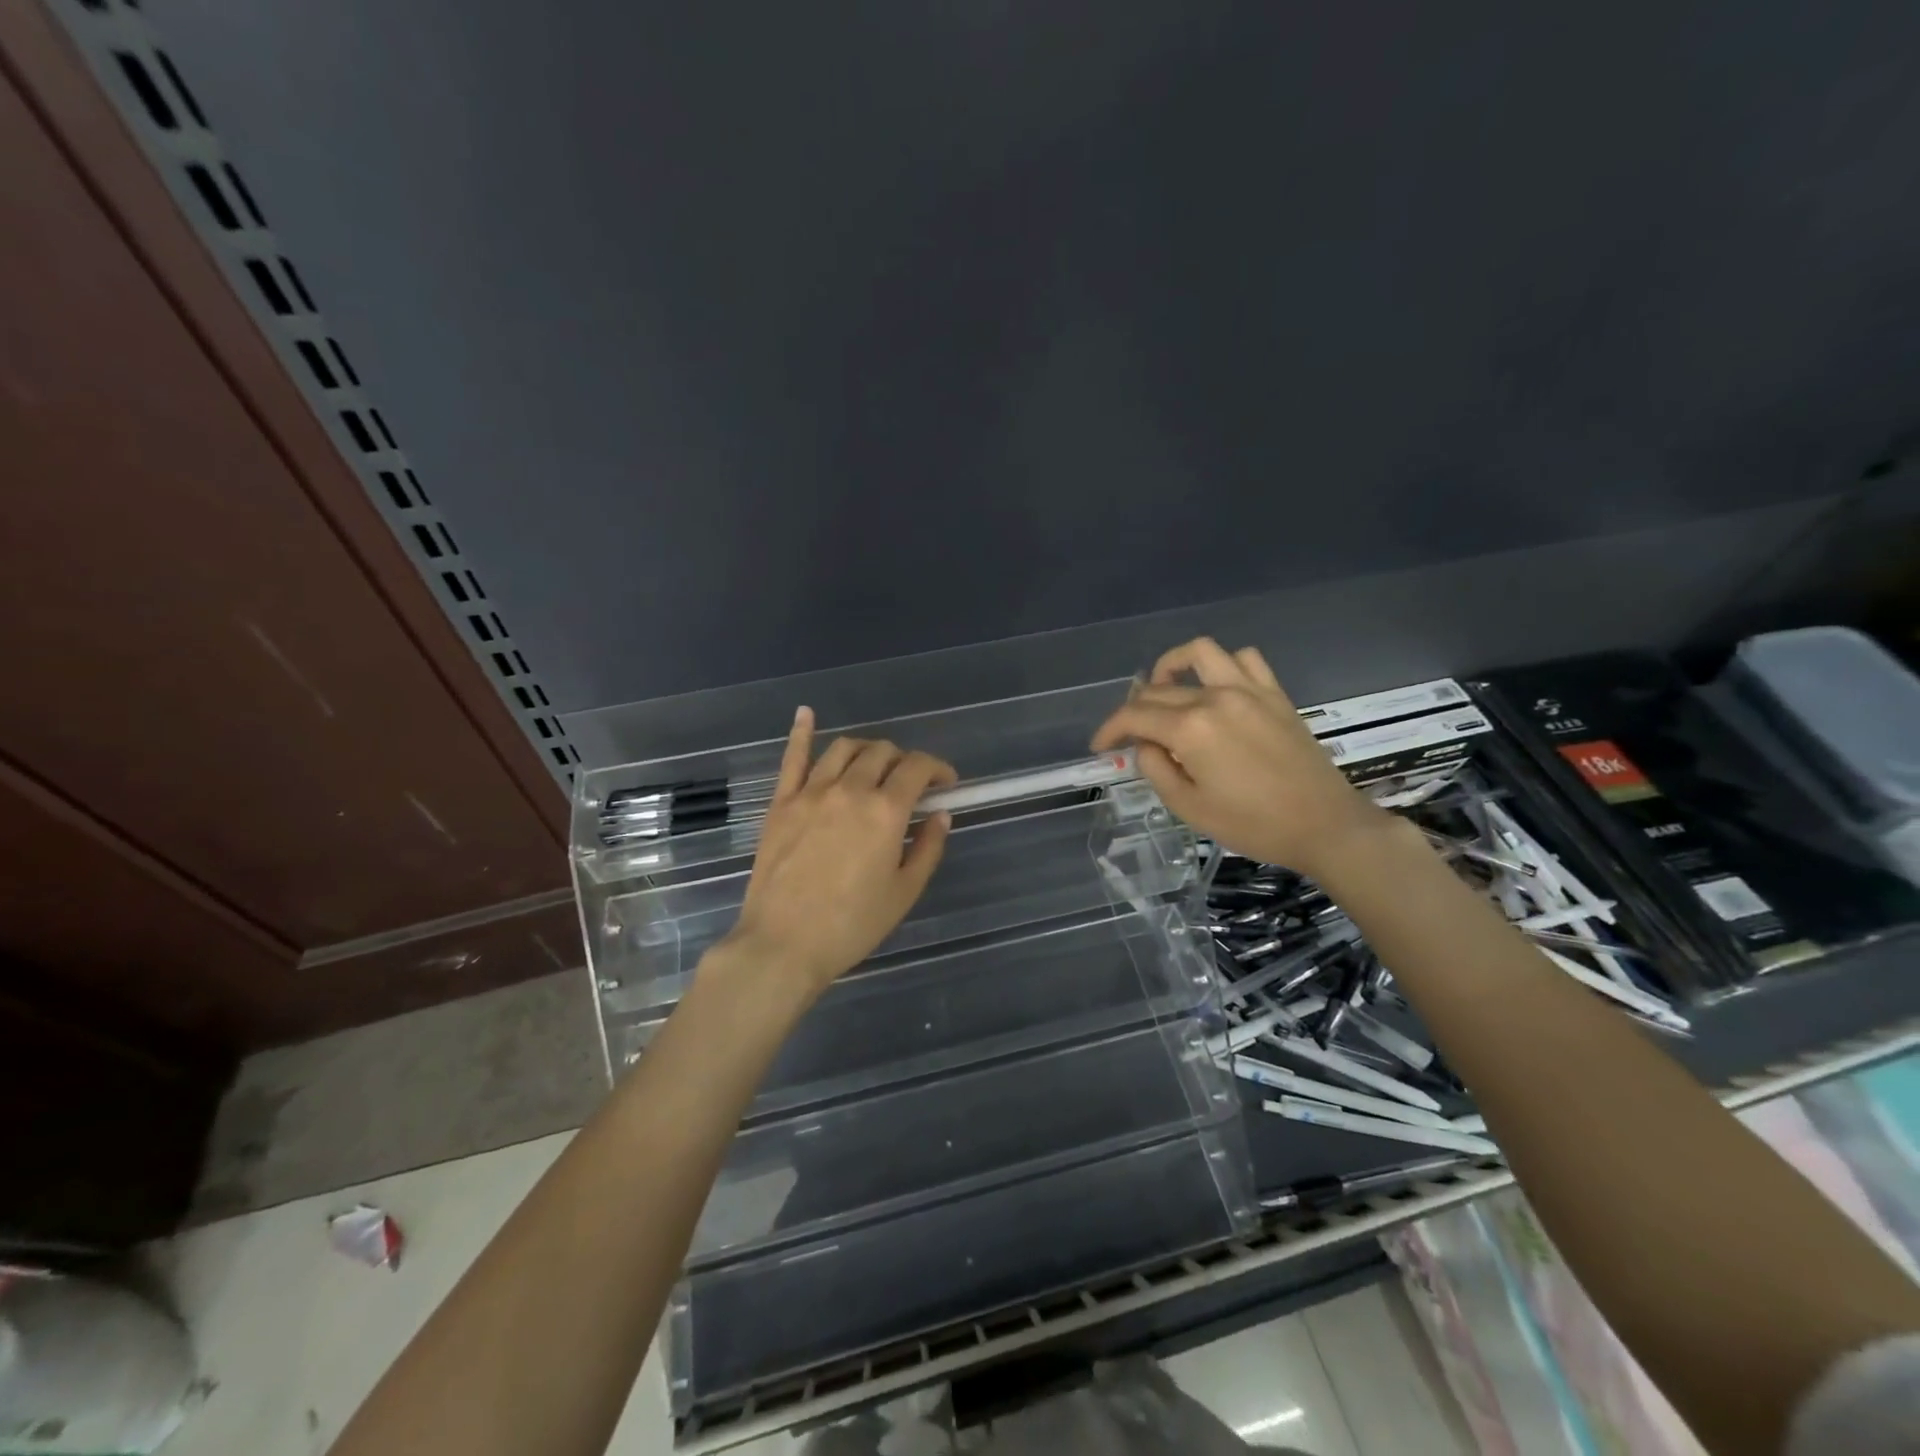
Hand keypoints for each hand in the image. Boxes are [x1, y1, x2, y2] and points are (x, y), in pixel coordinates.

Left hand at [717, 707, 956, 998]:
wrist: (783, 945)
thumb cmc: (851, 925)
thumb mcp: (904, 892)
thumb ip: (928, 847)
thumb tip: (940, 814)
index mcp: (885, 811)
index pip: (918, 768)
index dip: (938, 768)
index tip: (946, 783)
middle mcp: (849, 789)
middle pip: (882, 753)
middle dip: (904, 761)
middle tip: (909, 784)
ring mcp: (810, 792)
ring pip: (844, 748)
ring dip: (867, 750)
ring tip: (873, 766)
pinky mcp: (780, 803)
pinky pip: (792, 758)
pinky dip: (802, 733)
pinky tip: (806, 714)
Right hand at [1090, 637, 1384, 876]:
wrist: (1324, 825)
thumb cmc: (1252, 825)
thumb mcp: (1189, 807)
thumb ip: (1156, 768)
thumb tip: (1145, 744)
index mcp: (1190, 729)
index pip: (1133, 716)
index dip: (1109, 730)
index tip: (1100, 747)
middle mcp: (1215, 697)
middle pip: (1159, 689)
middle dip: (1134, 710)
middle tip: (1129, 735)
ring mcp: (1248, 690)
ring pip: (1200, 653)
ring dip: (1173, 665)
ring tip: (1166, 688)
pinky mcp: (1274, 694)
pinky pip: (1244, 659)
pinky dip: (1222, 665)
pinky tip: (1216, 688)